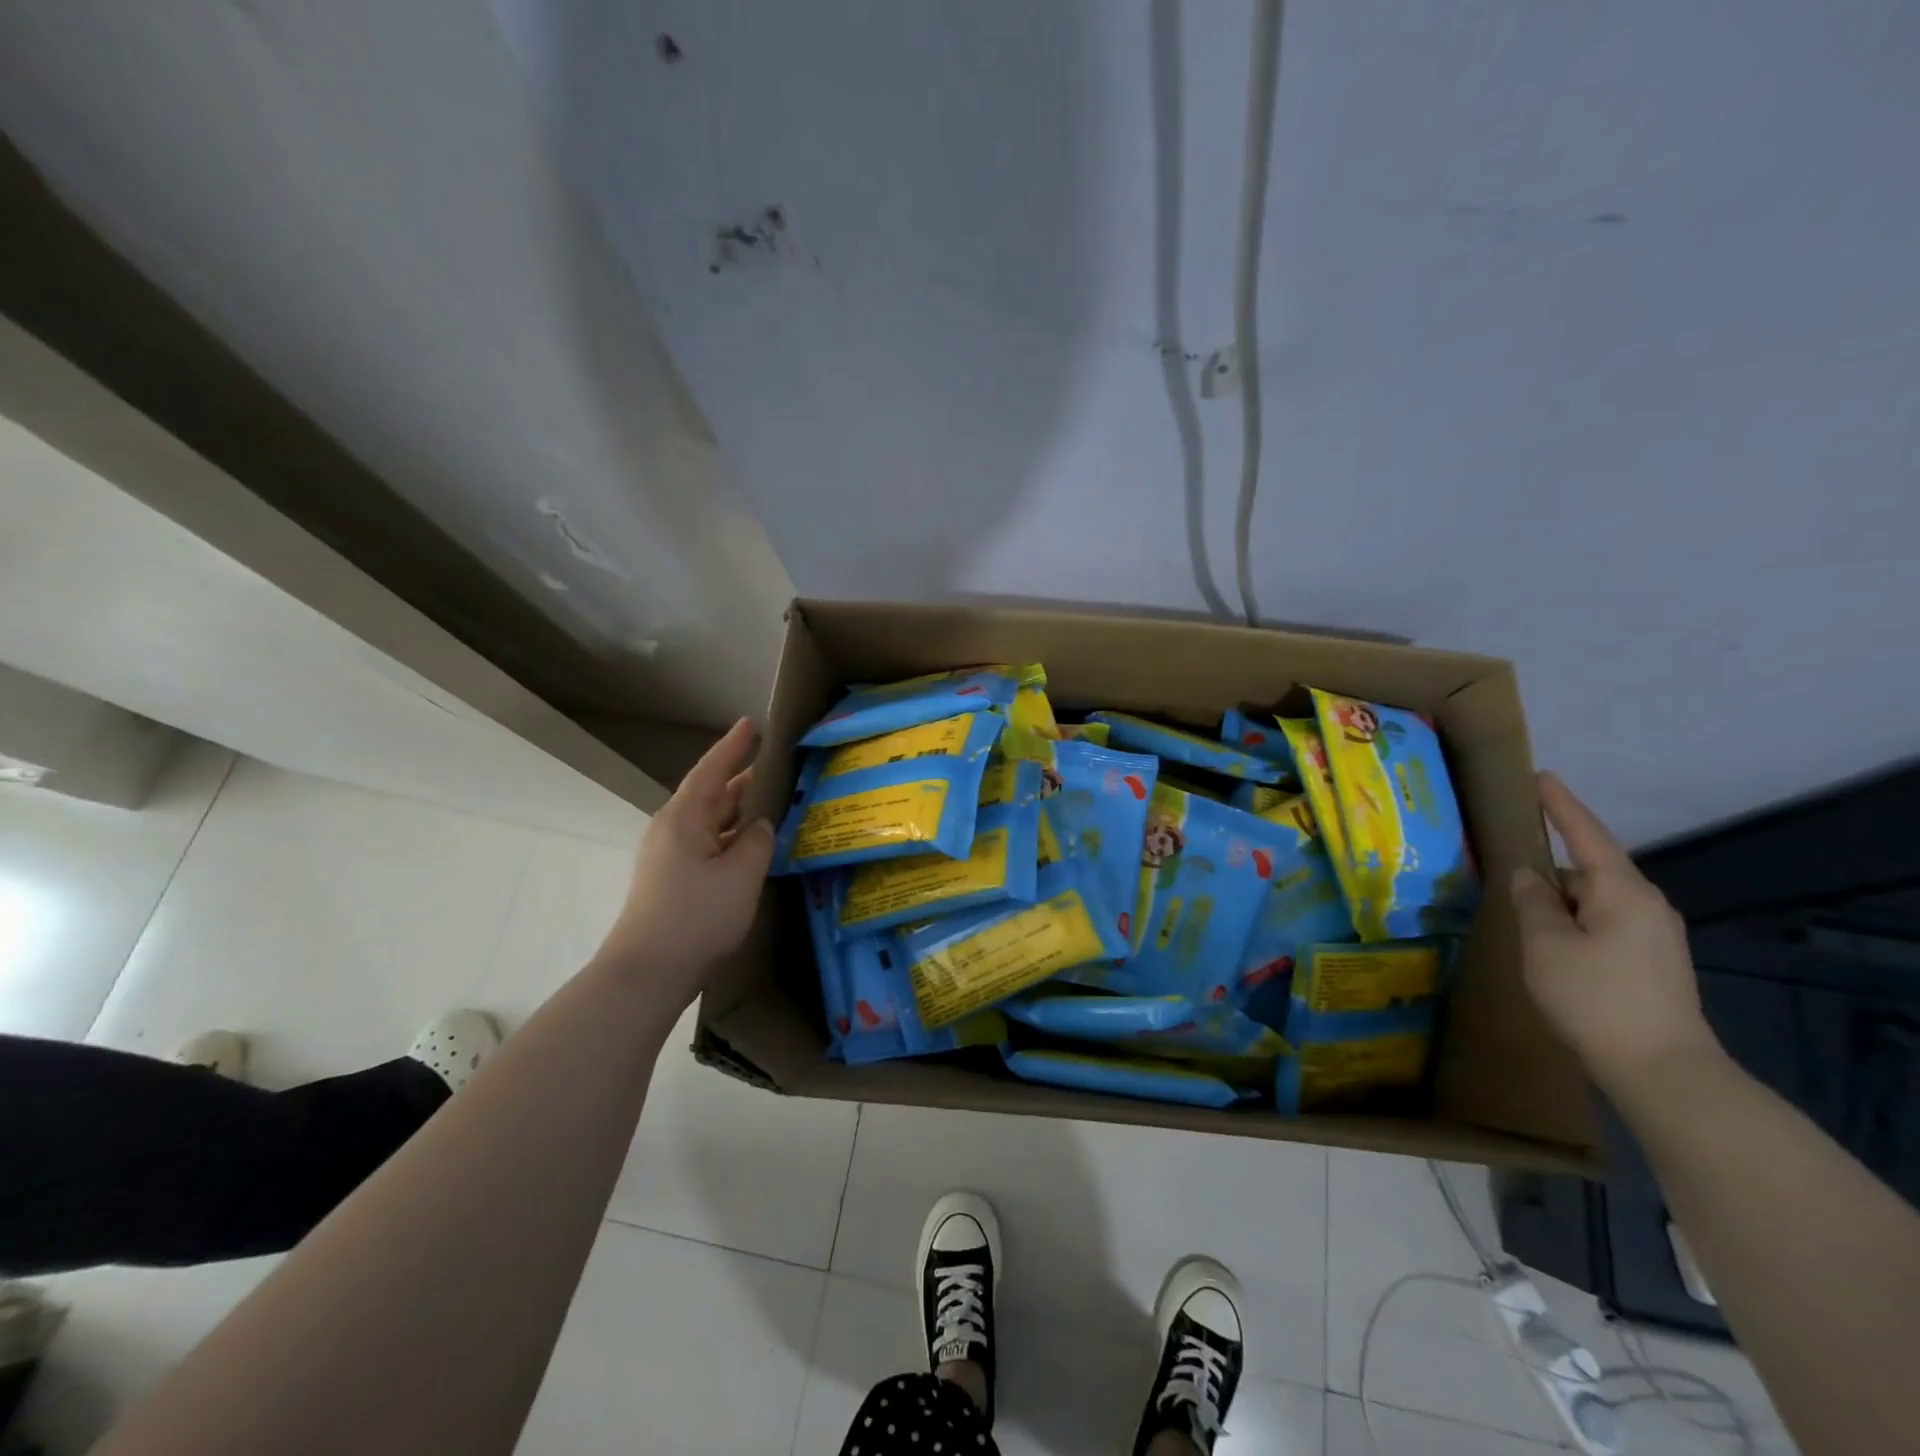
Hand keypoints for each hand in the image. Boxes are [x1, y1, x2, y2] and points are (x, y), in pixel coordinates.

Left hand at [596, 718, 774, 1005]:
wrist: (647, 972)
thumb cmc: (696, 916)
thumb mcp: (741, 875)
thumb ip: (758, 841)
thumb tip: (760, 826)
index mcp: (685, 817)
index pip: (713, 770)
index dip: (733, 746)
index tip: (751, 723)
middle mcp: (673, 829)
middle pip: (712, 793)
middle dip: (743, 777)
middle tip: (778, 764)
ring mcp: (670, 856)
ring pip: (711, 821)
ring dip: (740, 810)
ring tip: (774, 799)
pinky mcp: (673, 879)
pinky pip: (709, 843)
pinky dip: (733, 836)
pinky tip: (754, 844)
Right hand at [1511, 771, 1720, 1091]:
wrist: (1662, 1070)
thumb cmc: (1595, 996)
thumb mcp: (1545, 944)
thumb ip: (1532, 901)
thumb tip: (1528, 875)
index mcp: (1622, 891)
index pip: (1586, 834)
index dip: (1560, 805)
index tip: (1541, 776)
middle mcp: (1646, 905)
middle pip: (1589, 868)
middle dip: (1550, 865)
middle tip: (1508, 861)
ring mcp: (1653, 935)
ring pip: (1593, 900)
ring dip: (1558, 899)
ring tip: (1520, 908)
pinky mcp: (1650, 961)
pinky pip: (1601, 922)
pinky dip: (1572, 920)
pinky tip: (1549, 940)